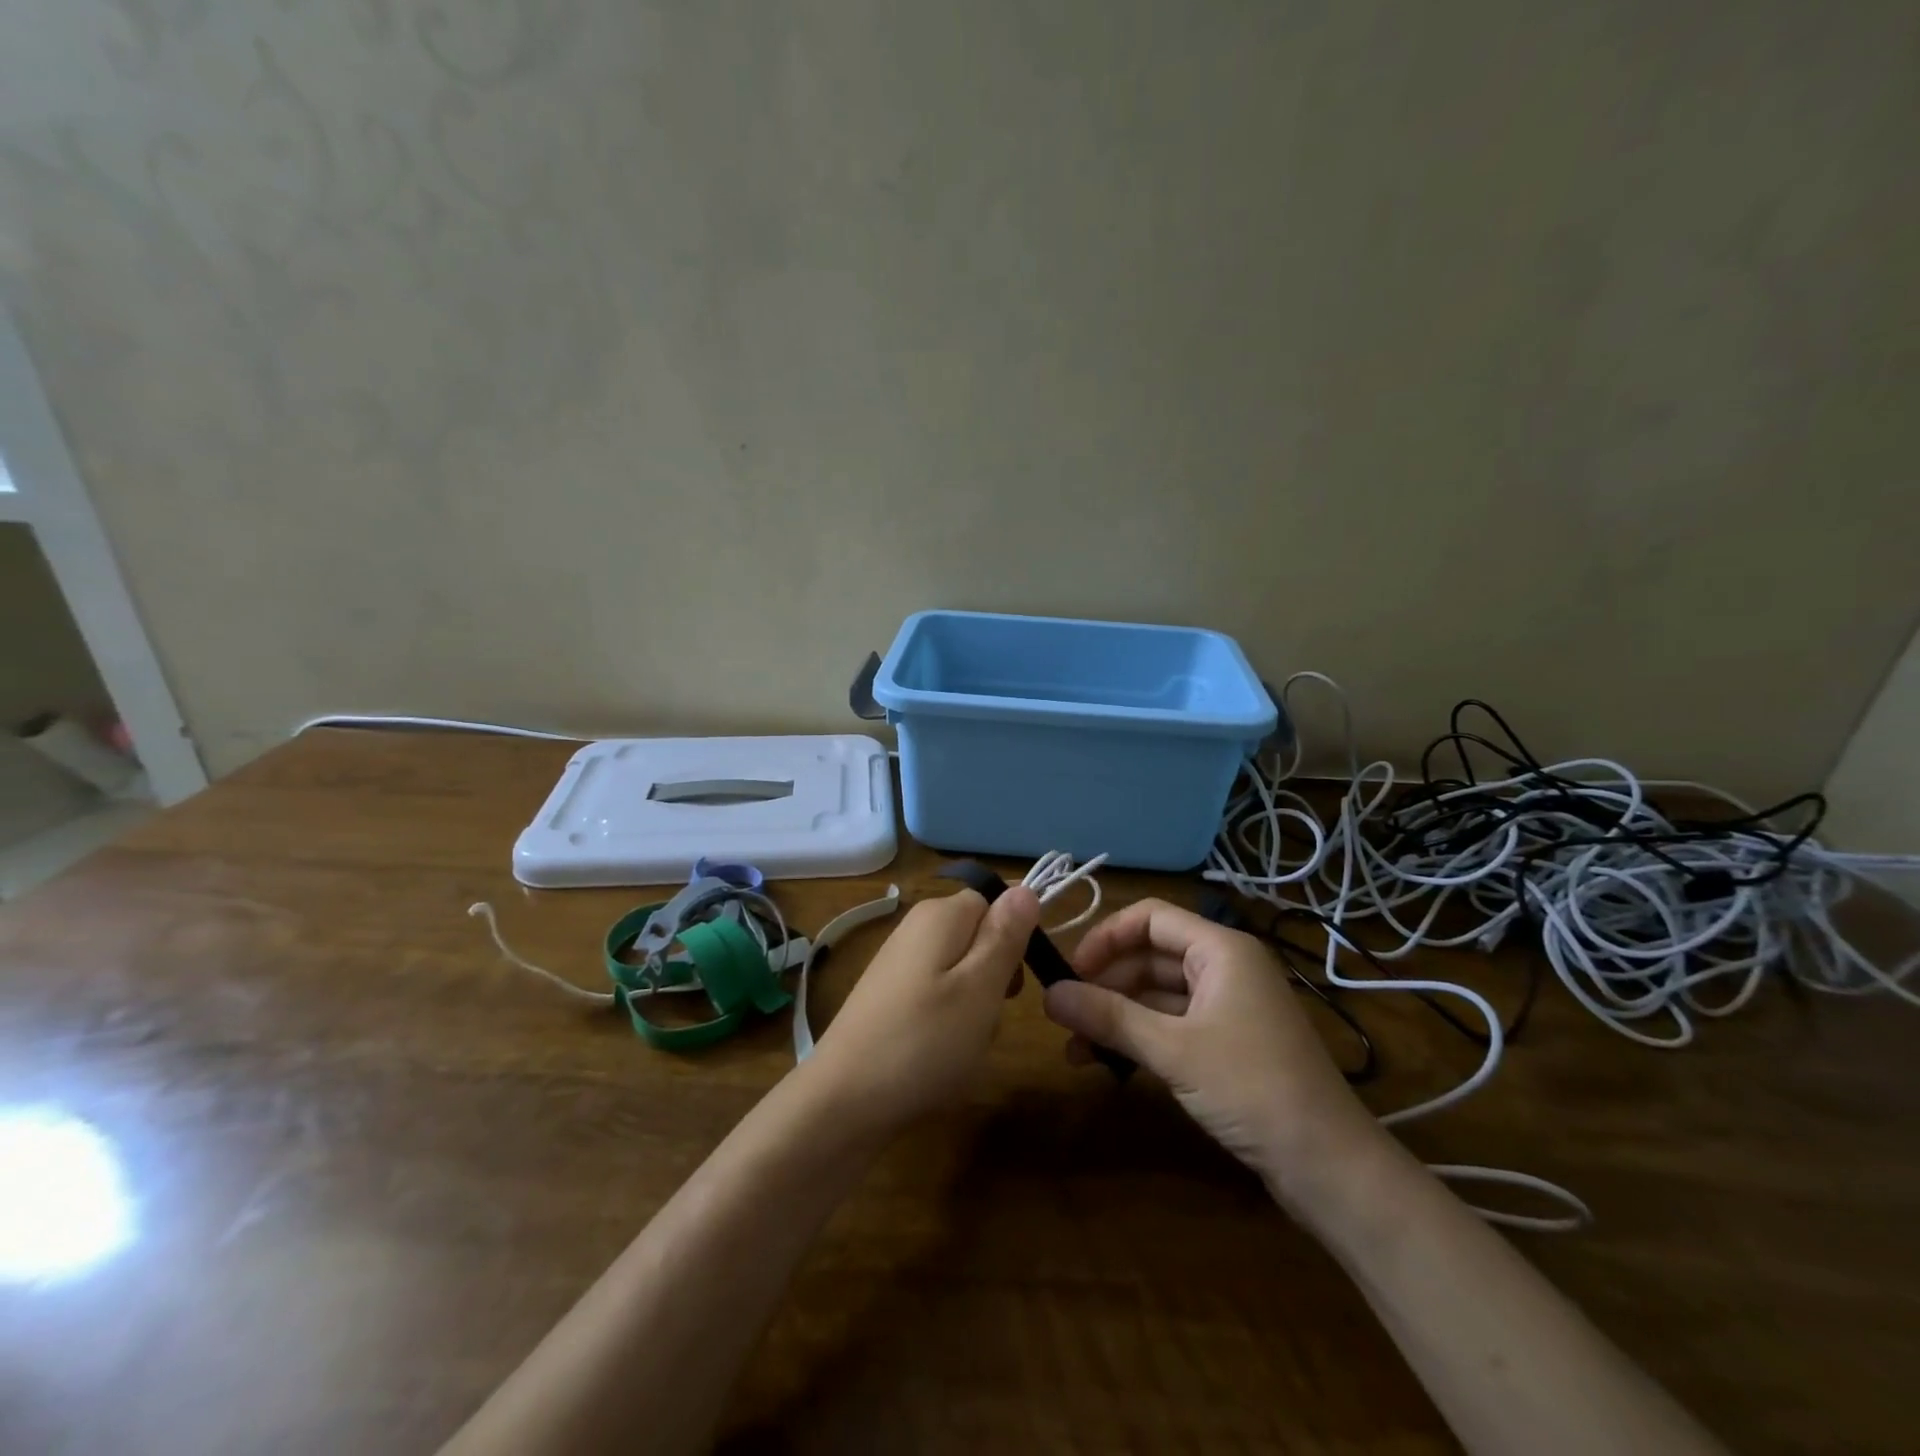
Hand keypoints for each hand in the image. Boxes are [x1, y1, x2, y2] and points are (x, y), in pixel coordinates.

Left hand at [805, 886, 1039, 1138]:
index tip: (1018, 978)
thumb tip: (1025, 887)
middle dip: (997, 976)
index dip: (1015, 936)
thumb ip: (1005, 936)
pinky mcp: (890, 995)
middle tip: (989, 1015)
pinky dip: (951, 1021)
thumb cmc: (922, 1042)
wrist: (842, 1101)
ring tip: (965, 1042)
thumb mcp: (980, 988)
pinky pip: (939, 995)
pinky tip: (942, 1053)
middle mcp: (916, 927)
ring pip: (963, 971)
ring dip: (977, 1005)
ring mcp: (900, 962)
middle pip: (980, 936)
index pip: (996, 901)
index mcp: (939, 915)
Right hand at [1043, 898, 1393, 1210]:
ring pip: (1158, 994)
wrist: (1329, 1167)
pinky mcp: (1229, 1043)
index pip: (1150, 918)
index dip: (1106, 937)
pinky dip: (1140, 1037)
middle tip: (1063, 1012)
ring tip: (1074, 1047)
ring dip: (1117, 1015)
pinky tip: (1108, 1063)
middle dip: (1105, 982)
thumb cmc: (1252, 1088)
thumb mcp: (1173, 1050)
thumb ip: (1109, 1017)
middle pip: (1150, 956)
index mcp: (1221, 950)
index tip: (1070, 970)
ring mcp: (1228, 1007)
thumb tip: (1049, 994)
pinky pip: (1173, 1024)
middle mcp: (1225, 968)